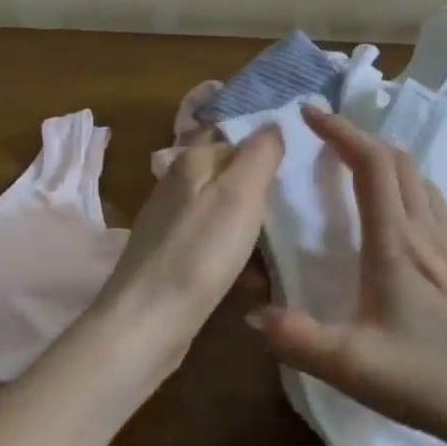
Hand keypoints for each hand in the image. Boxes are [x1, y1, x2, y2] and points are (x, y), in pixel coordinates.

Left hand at [91, 126, 284, 360]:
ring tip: (281, 254)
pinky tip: (253, 280)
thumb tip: (275, 122)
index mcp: (193, 161)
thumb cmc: (200, 252)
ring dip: (255, 233)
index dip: (271, 158)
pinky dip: (236, 258)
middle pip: (234, 179)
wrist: (147, 323)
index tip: (300, 181)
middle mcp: (178, 184)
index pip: (241, 141)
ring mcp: (172, 222)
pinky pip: (215, 246)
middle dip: (265, 198)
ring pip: (227, 215)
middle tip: (296, 218)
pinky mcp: (172, 257)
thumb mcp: (240, 194)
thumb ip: (261, 153)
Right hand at [255, 105, 446, 445]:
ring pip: (421, 181)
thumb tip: (254, 314)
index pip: (371, 163)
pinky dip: (409, 191)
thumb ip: (300, 340)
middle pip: (399, 161)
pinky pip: (436, 208)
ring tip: (358, 173)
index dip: (341, 130)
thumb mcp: (356, 368)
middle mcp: (429, 232)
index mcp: (397, 243)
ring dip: (387, 163)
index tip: (310, 112)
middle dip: (361, 138)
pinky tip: (401, 224)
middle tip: (326, 140)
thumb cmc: (437, 380)